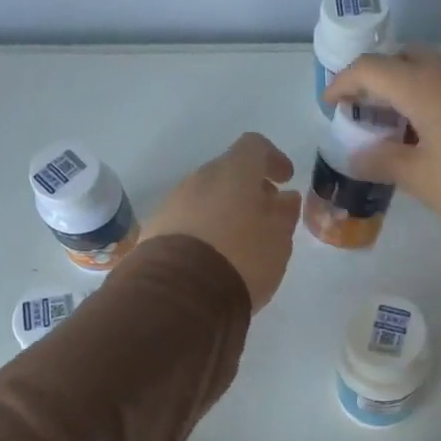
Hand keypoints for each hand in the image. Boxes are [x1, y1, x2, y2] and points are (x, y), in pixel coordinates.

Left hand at [143, 132, 300, 309]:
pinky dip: (203, 230)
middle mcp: (199, 179)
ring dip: (223, 211)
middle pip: (227, 172)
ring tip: (239, 241)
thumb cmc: (241, 258)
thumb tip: (285, 198)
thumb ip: (284, 214)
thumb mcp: (278, 240)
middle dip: (247, 189)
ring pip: (204, 197)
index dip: (273, 159)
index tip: (285, 179)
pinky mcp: (155, 230)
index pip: (254, 147)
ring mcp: (172, 203)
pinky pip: (186, 220)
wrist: (181, 293)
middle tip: (264, 215)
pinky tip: (212, 257)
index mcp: (233, 172)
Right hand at [324, 48, 440, 255]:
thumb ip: (383, 162)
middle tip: (367, 115)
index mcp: (423, 85)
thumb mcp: (422, 179)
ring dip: (409, 89)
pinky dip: (437, 97)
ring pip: (434, 69)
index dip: (343, 83)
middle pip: (403, 59)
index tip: (331, 106)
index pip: (370, 68)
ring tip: (402, 128)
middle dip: (377, 80)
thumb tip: (358, 154)